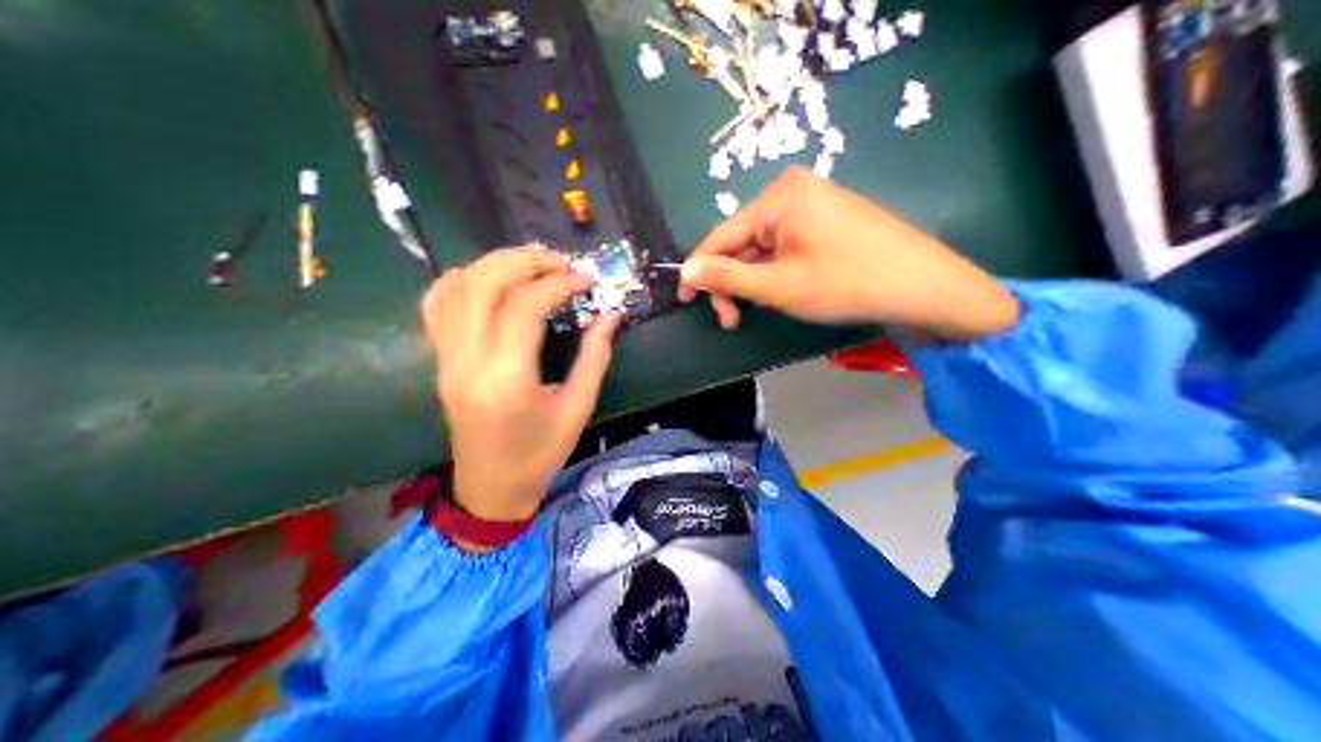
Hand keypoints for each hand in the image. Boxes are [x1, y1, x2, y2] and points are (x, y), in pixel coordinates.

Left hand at [421, 249, 621, 526]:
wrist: (490, 490)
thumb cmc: (539, 456)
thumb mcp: (577, 409)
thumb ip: (595, 357)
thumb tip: (612, 312)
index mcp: (506, 379)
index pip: (524, 306)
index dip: (558, 283)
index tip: (587, 281)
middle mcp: (467, 361)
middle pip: (483, 283)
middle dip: (525, 261)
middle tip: (560, 263)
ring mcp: (446, 358)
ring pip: (456, 286)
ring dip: (495, 263)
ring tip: (532, 265)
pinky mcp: (439, 360)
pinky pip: (437, 304)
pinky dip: (462, 280)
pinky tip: (491, 281)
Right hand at [680, 169, 1019, 341]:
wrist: (924, 284)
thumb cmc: (847, 284)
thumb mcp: (780, 286)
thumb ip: (728, 276)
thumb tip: (686, 269)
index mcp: (777, 197)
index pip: (721, 235)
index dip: (700, 270)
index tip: (687, 301)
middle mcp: (794, 187)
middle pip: (744, 238)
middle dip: (734, 279)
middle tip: (734, 320)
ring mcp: (817, 198)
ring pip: (766, 243)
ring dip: (757, 277)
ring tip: (766, 307)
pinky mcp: (833, 212)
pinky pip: (790, 240)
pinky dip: (780, 267)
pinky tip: (790, 289)